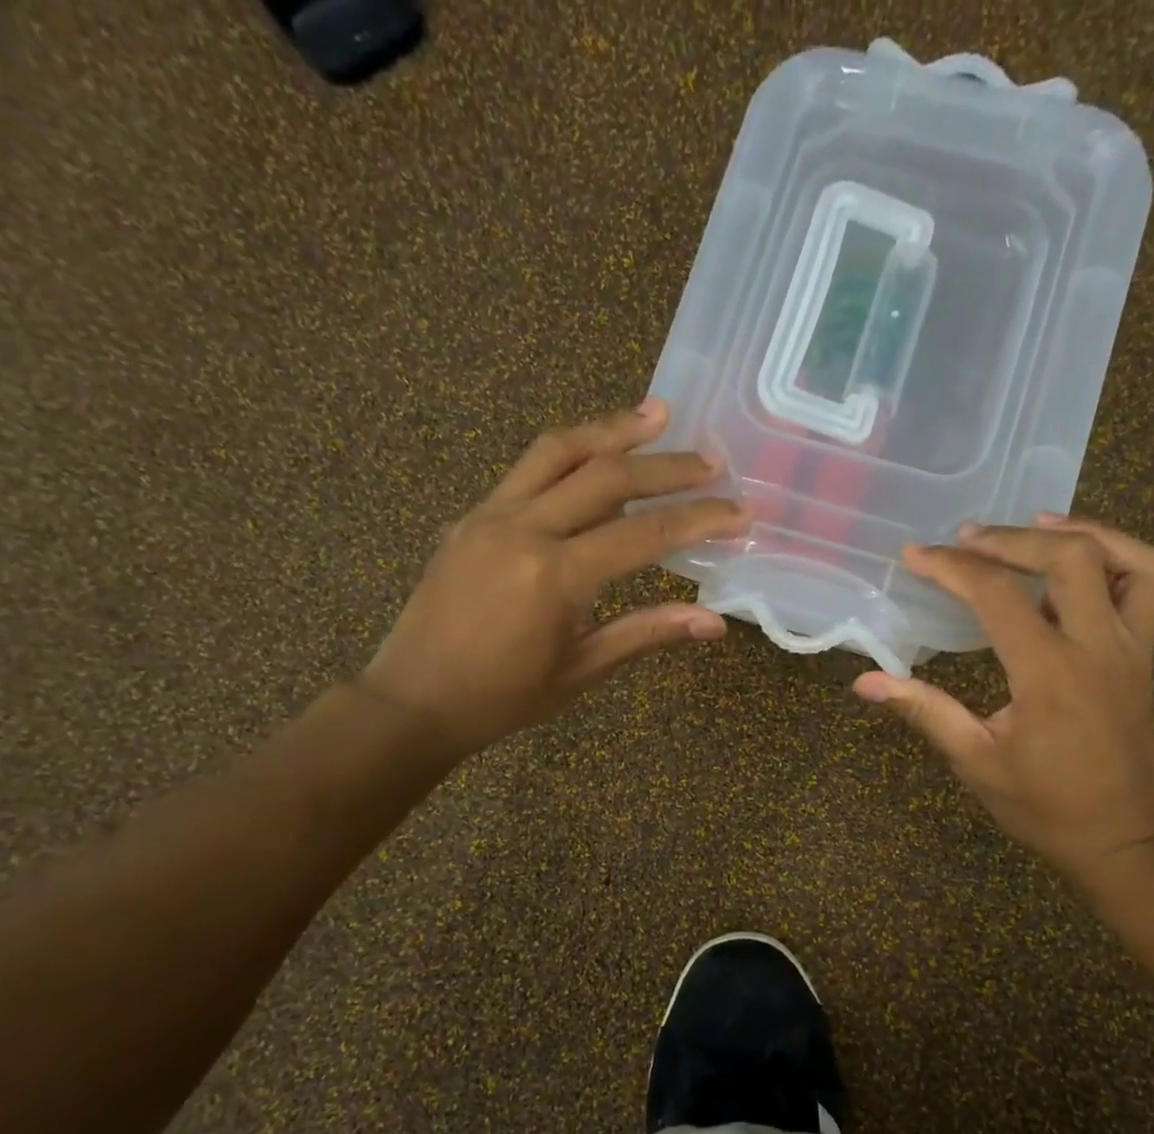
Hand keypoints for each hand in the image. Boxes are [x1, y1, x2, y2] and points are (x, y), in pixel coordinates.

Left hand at [359, 400, 744, 759]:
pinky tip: (595, 454)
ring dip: (612, 429)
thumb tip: (715, 623)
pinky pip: (527, 470)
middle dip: (667, 466)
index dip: (699, 519)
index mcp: (555, 576)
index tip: (740, 510)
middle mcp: (523, 529)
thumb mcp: (582, 670)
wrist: (413, 699)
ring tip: (655, 414)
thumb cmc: (503, 697)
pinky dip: (570, 454)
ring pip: (559, 451)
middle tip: (712, 459)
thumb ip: (647, 633)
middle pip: (607, 476)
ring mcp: (490, 515)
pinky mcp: (471, 516)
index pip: (644, 534)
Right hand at [853, 515, 1153, 885]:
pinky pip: (1150, 583)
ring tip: (1031, 527)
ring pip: (1124, 557)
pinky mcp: (1144, 653)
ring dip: (1077, 531)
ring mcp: (1130, 646)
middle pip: (1066, 556)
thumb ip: (924, 710)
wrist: (1120, 837)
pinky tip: (1082, 561)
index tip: (915, 556)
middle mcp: (1097, 646)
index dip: (951, 567)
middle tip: (965, 539)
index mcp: (1048, 673)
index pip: (997, 595)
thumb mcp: (975, 761)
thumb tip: (864, 682)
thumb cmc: (1043, 805)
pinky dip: (1120, 554)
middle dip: (1009, 537)